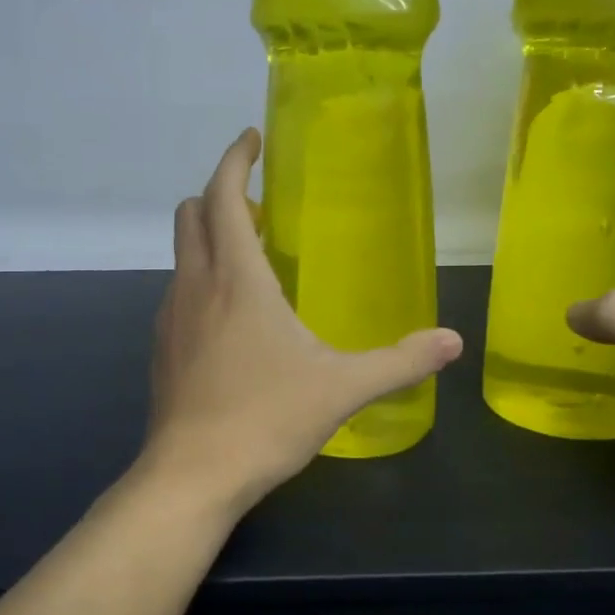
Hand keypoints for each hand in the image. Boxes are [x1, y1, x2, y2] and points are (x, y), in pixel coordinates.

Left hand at [141, 129, 462, 514]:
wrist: (192, 476)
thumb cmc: (267, 419)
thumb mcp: (343, 387)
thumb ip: (401, 362)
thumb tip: (452, 342)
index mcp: (237, 277)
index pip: (224, 195)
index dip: (235, 159)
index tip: (252, 139)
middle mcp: (196, 284)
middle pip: (192, 214)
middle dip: (221, 195)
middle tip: (260, 206)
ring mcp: (171, 316)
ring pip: (182, 254)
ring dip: (210, 239)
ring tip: (252, 259)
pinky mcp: (162, 348)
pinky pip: (180, 292)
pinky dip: (202, 280)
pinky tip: (232, 319)